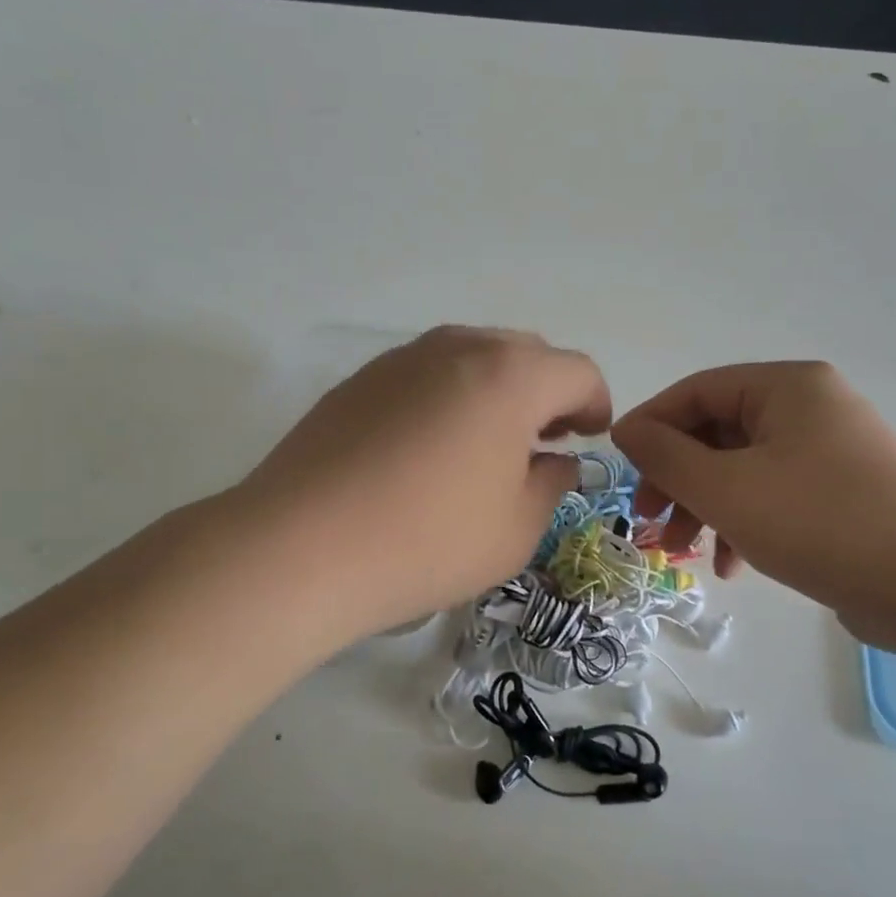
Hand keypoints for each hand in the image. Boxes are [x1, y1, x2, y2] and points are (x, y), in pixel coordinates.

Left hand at [236, 326, 611, 642]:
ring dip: (497, 391)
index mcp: (510, 376)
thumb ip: (551, 484)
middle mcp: (458, 348)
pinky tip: (429, 451)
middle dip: (547, 392)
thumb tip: (554, 461)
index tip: (589, 439)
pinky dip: (449, 398)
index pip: (577, 371)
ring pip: (472, 357)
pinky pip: (426, 375)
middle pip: (526, 353)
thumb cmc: (428, 540)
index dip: (595, 404)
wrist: (300, 548)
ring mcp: (402, 359)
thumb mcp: (516, 529)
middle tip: (544, 442)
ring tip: (487, 445)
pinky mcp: (360, 380)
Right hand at [611, 362, 895, 645]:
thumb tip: (628, 430)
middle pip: (718, 432)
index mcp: (787, 386)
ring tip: (682, 552)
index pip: (697, 391)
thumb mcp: (724, 488)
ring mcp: (832, 450)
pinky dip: (744, 523)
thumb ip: (665, 455)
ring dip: (705, 507)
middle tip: (648, 519)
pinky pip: (775, 494)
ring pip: (744, 468)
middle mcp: (811, 407)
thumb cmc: (816, 522)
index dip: (650, 426)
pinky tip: (732, 566)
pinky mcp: (844, 492)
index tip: (619, 467)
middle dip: (677, 479)